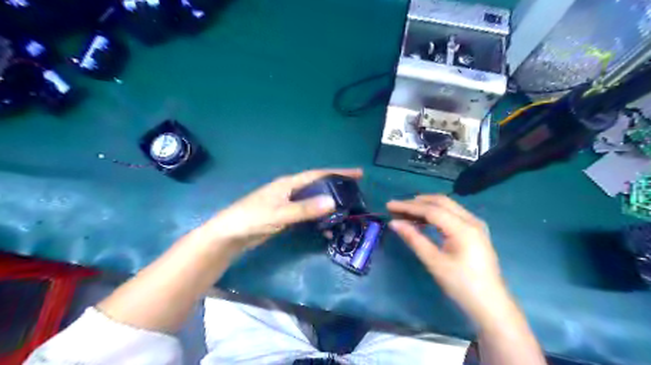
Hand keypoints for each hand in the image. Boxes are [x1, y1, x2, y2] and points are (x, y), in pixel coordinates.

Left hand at [202, 169, 363, 250]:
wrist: (230, 234)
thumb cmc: (252, 218)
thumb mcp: (280, 214)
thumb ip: (305, 209)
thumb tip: (333, 202)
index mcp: (289, 183)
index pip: (318, 174)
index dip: (338, 173)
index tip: (358, 173)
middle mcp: (290, 190)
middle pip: (318, 186)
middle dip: (337, 188)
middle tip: (356, 194)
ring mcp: (288, 203)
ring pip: (314, 200)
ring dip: (329, 205)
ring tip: (346, 212)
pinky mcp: (285, 216)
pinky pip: (307, 214)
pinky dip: (318, 218)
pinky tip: (326, 228)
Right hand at [388, 197, 510, 324]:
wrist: (490, 304)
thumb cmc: (461, 285)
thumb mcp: (434, 262)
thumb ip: (414, 239)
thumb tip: (394, 223)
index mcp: (463, 228)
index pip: (431, 209)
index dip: (408, 206)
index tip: (389, 206)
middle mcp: (471, 220)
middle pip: (440, 202)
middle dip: (416, 202)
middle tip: (396, 208)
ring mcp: (475, 224)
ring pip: (446, 206)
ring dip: (425, 207)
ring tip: (405, 214)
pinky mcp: (474, 231)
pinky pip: (452, 214)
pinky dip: (435, 214)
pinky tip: (422, 221)